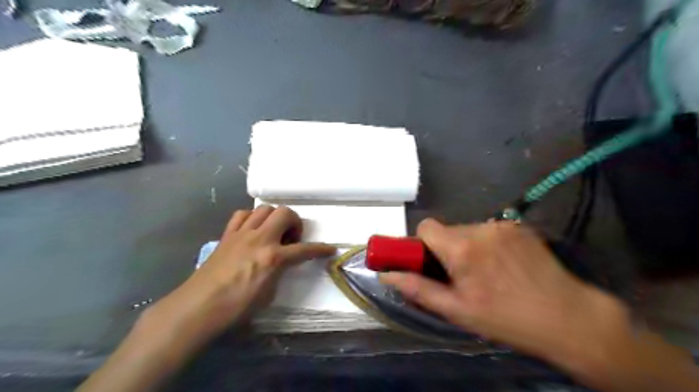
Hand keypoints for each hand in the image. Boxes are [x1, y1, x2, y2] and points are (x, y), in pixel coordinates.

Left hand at [78, 205, 334, 391]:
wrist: (199, 306)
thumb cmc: (237, 307)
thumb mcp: (268, 293)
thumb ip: (279, 271)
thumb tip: (282, 262)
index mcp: (273, 257)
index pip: (305, 249)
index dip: (320, 249)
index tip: (330, 249)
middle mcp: (260, 239)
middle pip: (285, 213)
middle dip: (295, 222)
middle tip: (292, 238)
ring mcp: (242, 233)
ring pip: (264, 209)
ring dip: (274, 217)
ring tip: (273, 232)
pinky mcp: (227, 234)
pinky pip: (242, 215)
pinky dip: (252, 218)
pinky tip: (252, 229)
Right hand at [380, 220, 631, 375]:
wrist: (568, 317)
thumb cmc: (506, 318)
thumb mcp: (456, 310)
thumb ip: (417, 289)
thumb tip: (386, 275)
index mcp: (461, 246)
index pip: (426, 227)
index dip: (423, 244)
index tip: (432, 263)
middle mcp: (480, 227)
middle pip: (448, 230)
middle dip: (447, 249)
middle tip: (462, 276)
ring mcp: (503, 225)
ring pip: (469, 230)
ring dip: (468, 247)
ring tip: (487, 273)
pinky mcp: (520, 226)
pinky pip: (490, 231)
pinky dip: (489, 244)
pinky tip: (506, 266)